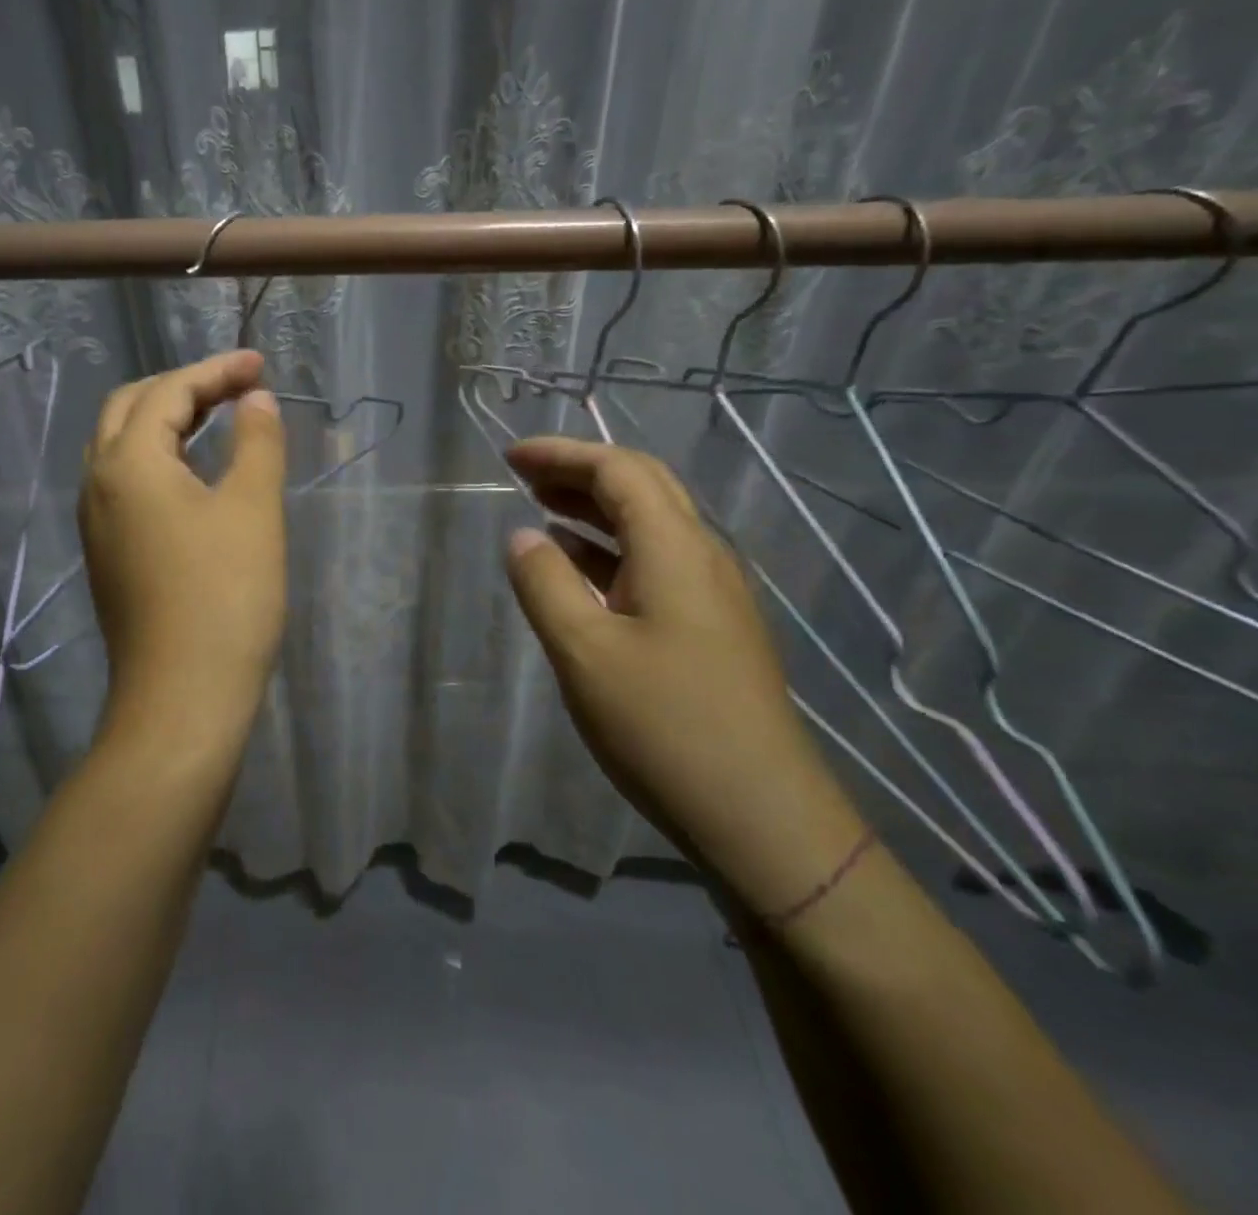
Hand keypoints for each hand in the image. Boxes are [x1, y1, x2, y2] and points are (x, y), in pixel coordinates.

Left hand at [81, 351, 286, 743]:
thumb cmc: (225, 597)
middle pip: (129, 409)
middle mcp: (98, 484)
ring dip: (165, 421)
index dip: (215, 370)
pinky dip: (157, 458)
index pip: (167, 392)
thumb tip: (254, 399)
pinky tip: (193, 475)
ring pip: (120, 447)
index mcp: (128, 463)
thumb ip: (256, 442)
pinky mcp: (107, 555)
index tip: (260, 364)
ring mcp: (96, 523)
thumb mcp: (252, 510)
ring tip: (217, 419)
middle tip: (235, 386)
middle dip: (182, 387)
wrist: (183, 697)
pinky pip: (124, 483)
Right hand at [502, 436, 867, 915]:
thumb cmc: (665, 726)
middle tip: (523, 475)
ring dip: (593, 509)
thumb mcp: (584, 652)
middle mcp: (702, 557)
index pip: (619, 470)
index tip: (510, 456)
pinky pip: (653, 565)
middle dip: (579, 472)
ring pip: (649, 526)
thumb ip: (545, 585)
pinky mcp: (710, 629)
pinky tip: (578, 569)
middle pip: (642, 488)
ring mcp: (712, 595)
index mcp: (676, 549)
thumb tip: (521, 536)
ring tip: (540, 509)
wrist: (760, 815)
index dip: (563, 454)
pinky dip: (607, 551)